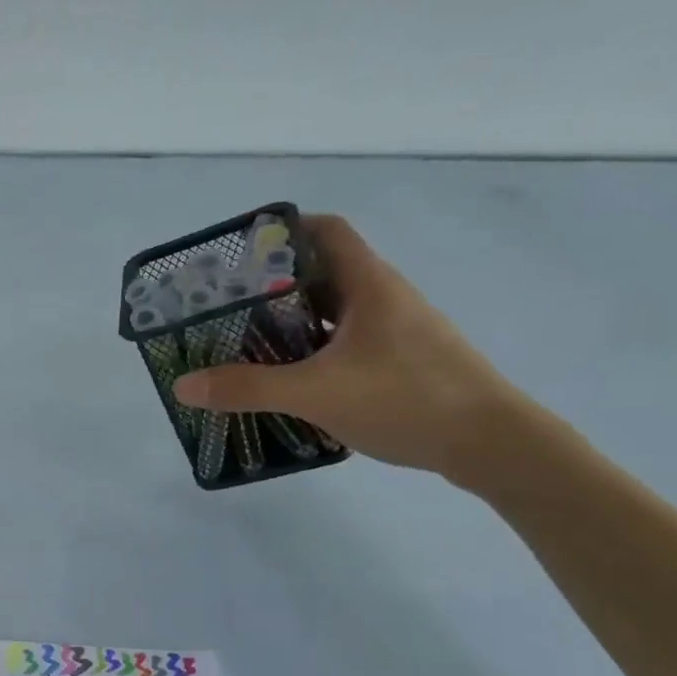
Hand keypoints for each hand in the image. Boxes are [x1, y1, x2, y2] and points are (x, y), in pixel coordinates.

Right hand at [173, 215, 532, 479]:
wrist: (493, 444)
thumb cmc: (407, 399)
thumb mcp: (316, 393)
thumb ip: (247, 387)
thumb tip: (184, 386)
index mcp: (369, 284)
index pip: (325, 231)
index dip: (282, 231)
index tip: (238, 254)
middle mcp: (383, 298)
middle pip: (321, 272)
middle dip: (271, 285)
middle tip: (225, 306)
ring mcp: (395, 331)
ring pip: (332, 312)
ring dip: (290, 322)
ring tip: (244, 343)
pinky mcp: (400, 362)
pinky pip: (344, 343)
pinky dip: (311, 352)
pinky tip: (288, 379)